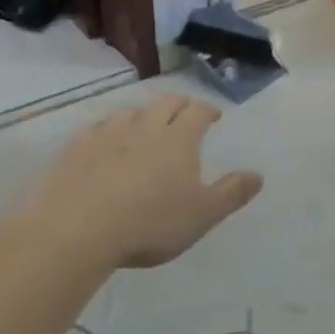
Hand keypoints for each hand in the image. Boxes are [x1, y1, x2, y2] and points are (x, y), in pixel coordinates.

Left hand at [22, 95, 261, 267]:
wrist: (77, 230)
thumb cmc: (150, 223)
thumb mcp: (202, 215)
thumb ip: (231, 193)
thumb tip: (258, 174)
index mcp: (179, 139)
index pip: (198, 111)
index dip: (208, 109)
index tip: (214, 115)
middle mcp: (145, 126)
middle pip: (166, 103)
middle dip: (179, 104)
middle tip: (185, 113)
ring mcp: (108, 134)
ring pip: (131, 111)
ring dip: (144, 113)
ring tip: (147, 125)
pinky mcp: (76, 148)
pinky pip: (97, 128)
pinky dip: (108, 129)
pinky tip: (106, 140)